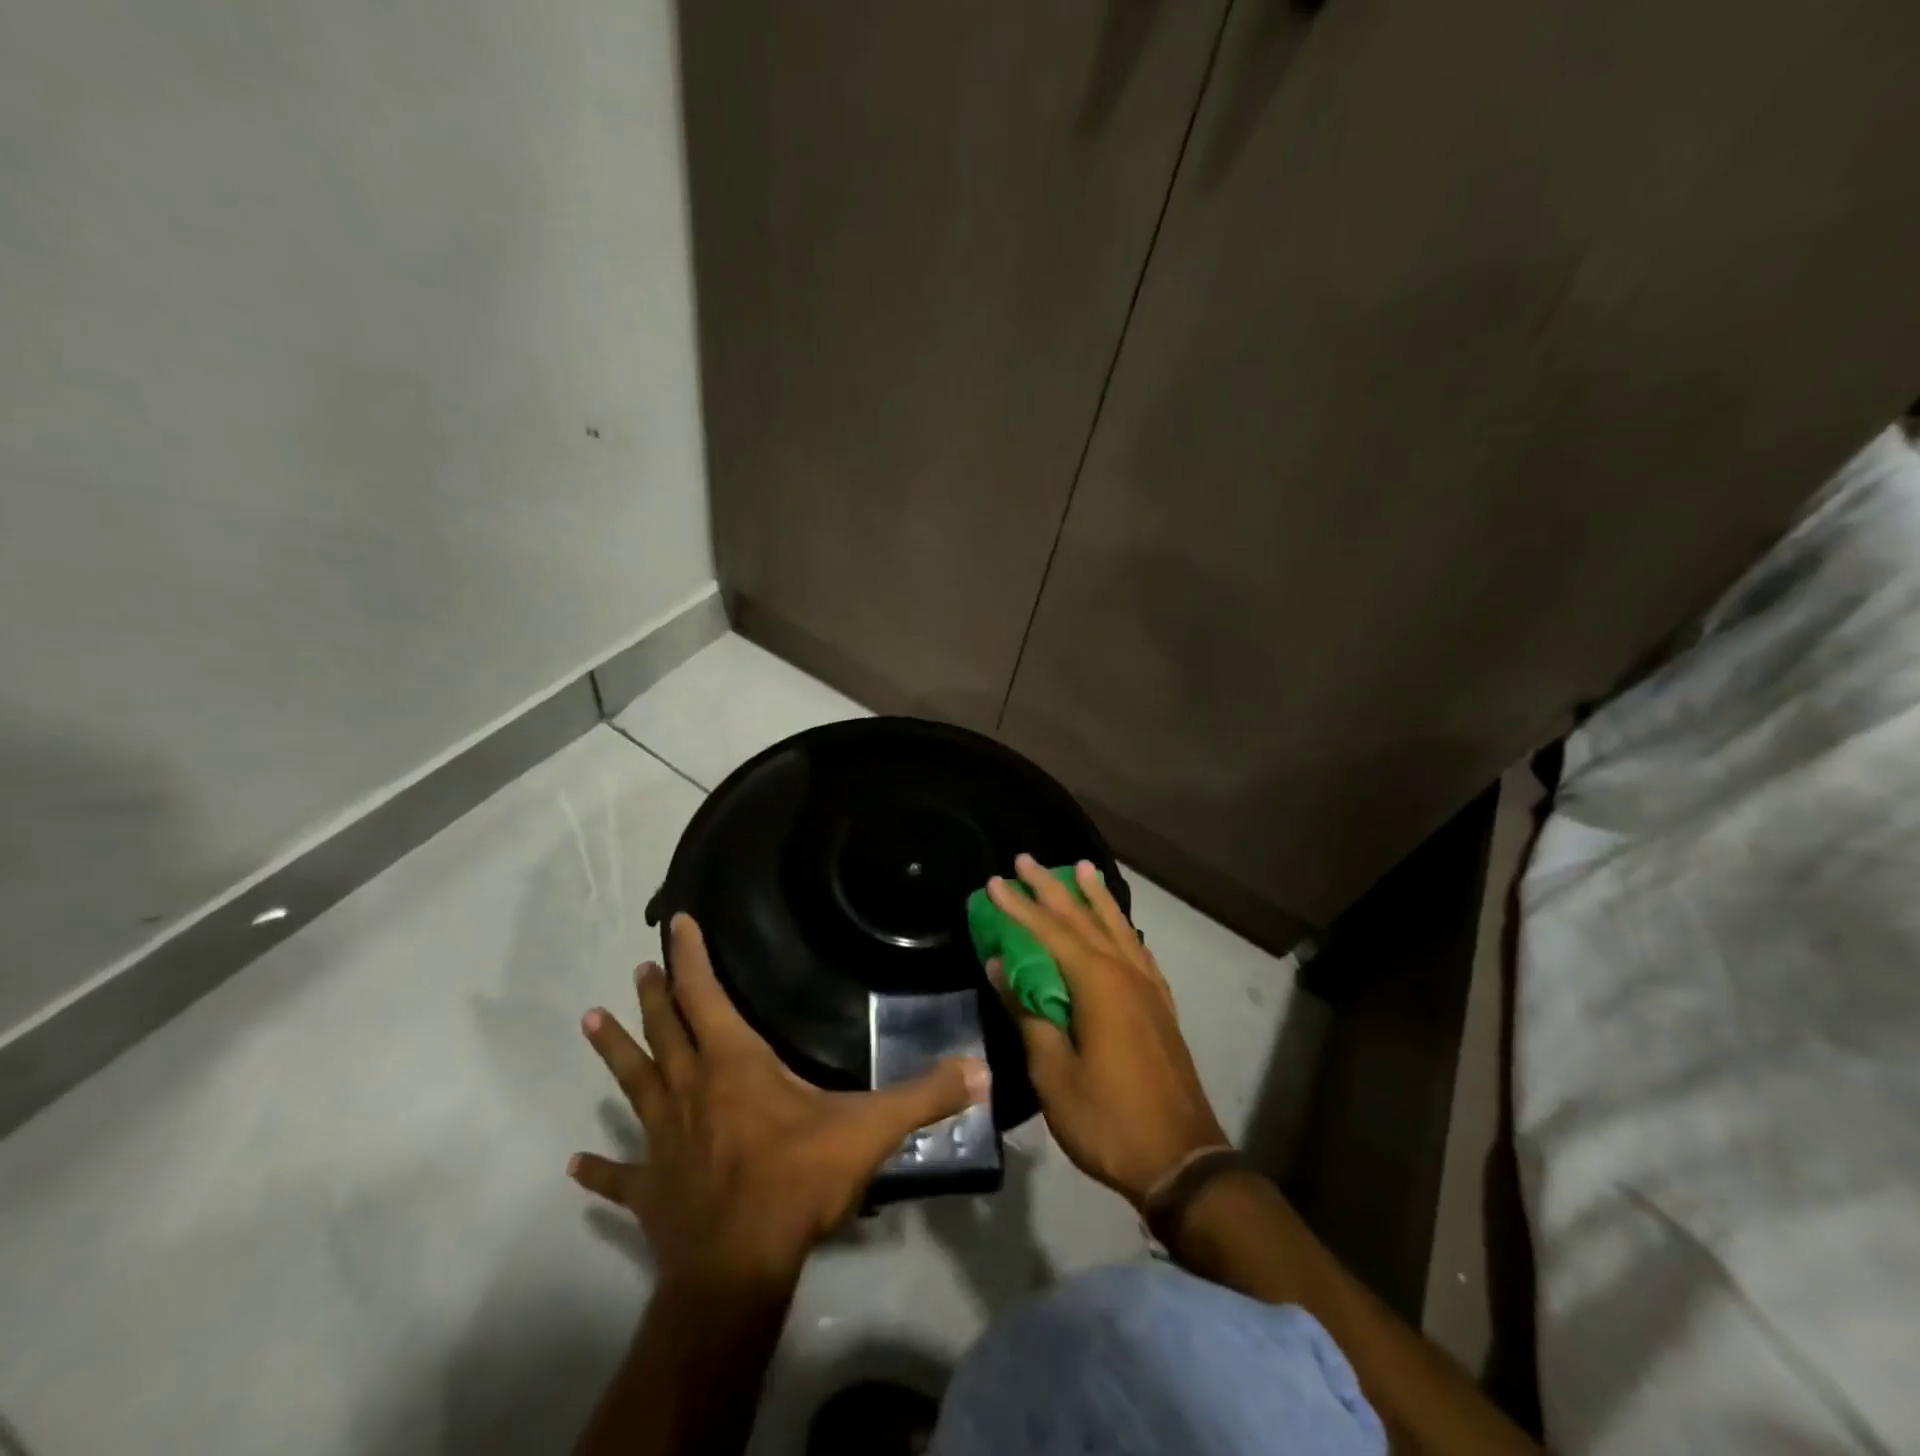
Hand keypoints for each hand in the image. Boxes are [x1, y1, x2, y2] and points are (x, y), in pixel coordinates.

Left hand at [572, 914, 990, 1286]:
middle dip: (655, 994)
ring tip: (590, 1020)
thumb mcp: (869, 1130)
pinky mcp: (651, 1190)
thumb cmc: (797, 1181)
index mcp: (734, 1064)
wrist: (738, 1270)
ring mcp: (664, 1139)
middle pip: (665, 1029)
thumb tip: (981, 1068)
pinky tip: (576, 1163)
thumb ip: (924, 1095)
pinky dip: (600, 1168)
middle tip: (640, 967)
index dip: (691, 956)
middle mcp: (690, 1089)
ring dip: (614, 1053)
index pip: (705, 994)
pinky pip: (620, 1175)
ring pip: (634, 1084)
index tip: (677, 924)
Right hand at [988, 855, 1227, 1208]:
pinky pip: (1136, 948)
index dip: (1018, 907)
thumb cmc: (1107, 1118)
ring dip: (1093, 896)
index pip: (1048, 932)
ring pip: (1116, 926)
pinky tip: (1115, 923)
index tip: (995, 881)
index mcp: (1097, 984)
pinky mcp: (1160, 1005)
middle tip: (1026, 859)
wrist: (1182, 1161)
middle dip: (1051, 888)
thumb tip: (1001, 967)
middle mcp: (1125, 972)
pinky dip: (1120, 926)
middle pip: (1082, 919)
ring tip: (1080, 867)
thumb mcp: (1053, 1073)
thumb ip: (1028, 1013)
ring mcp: (1148, 987)